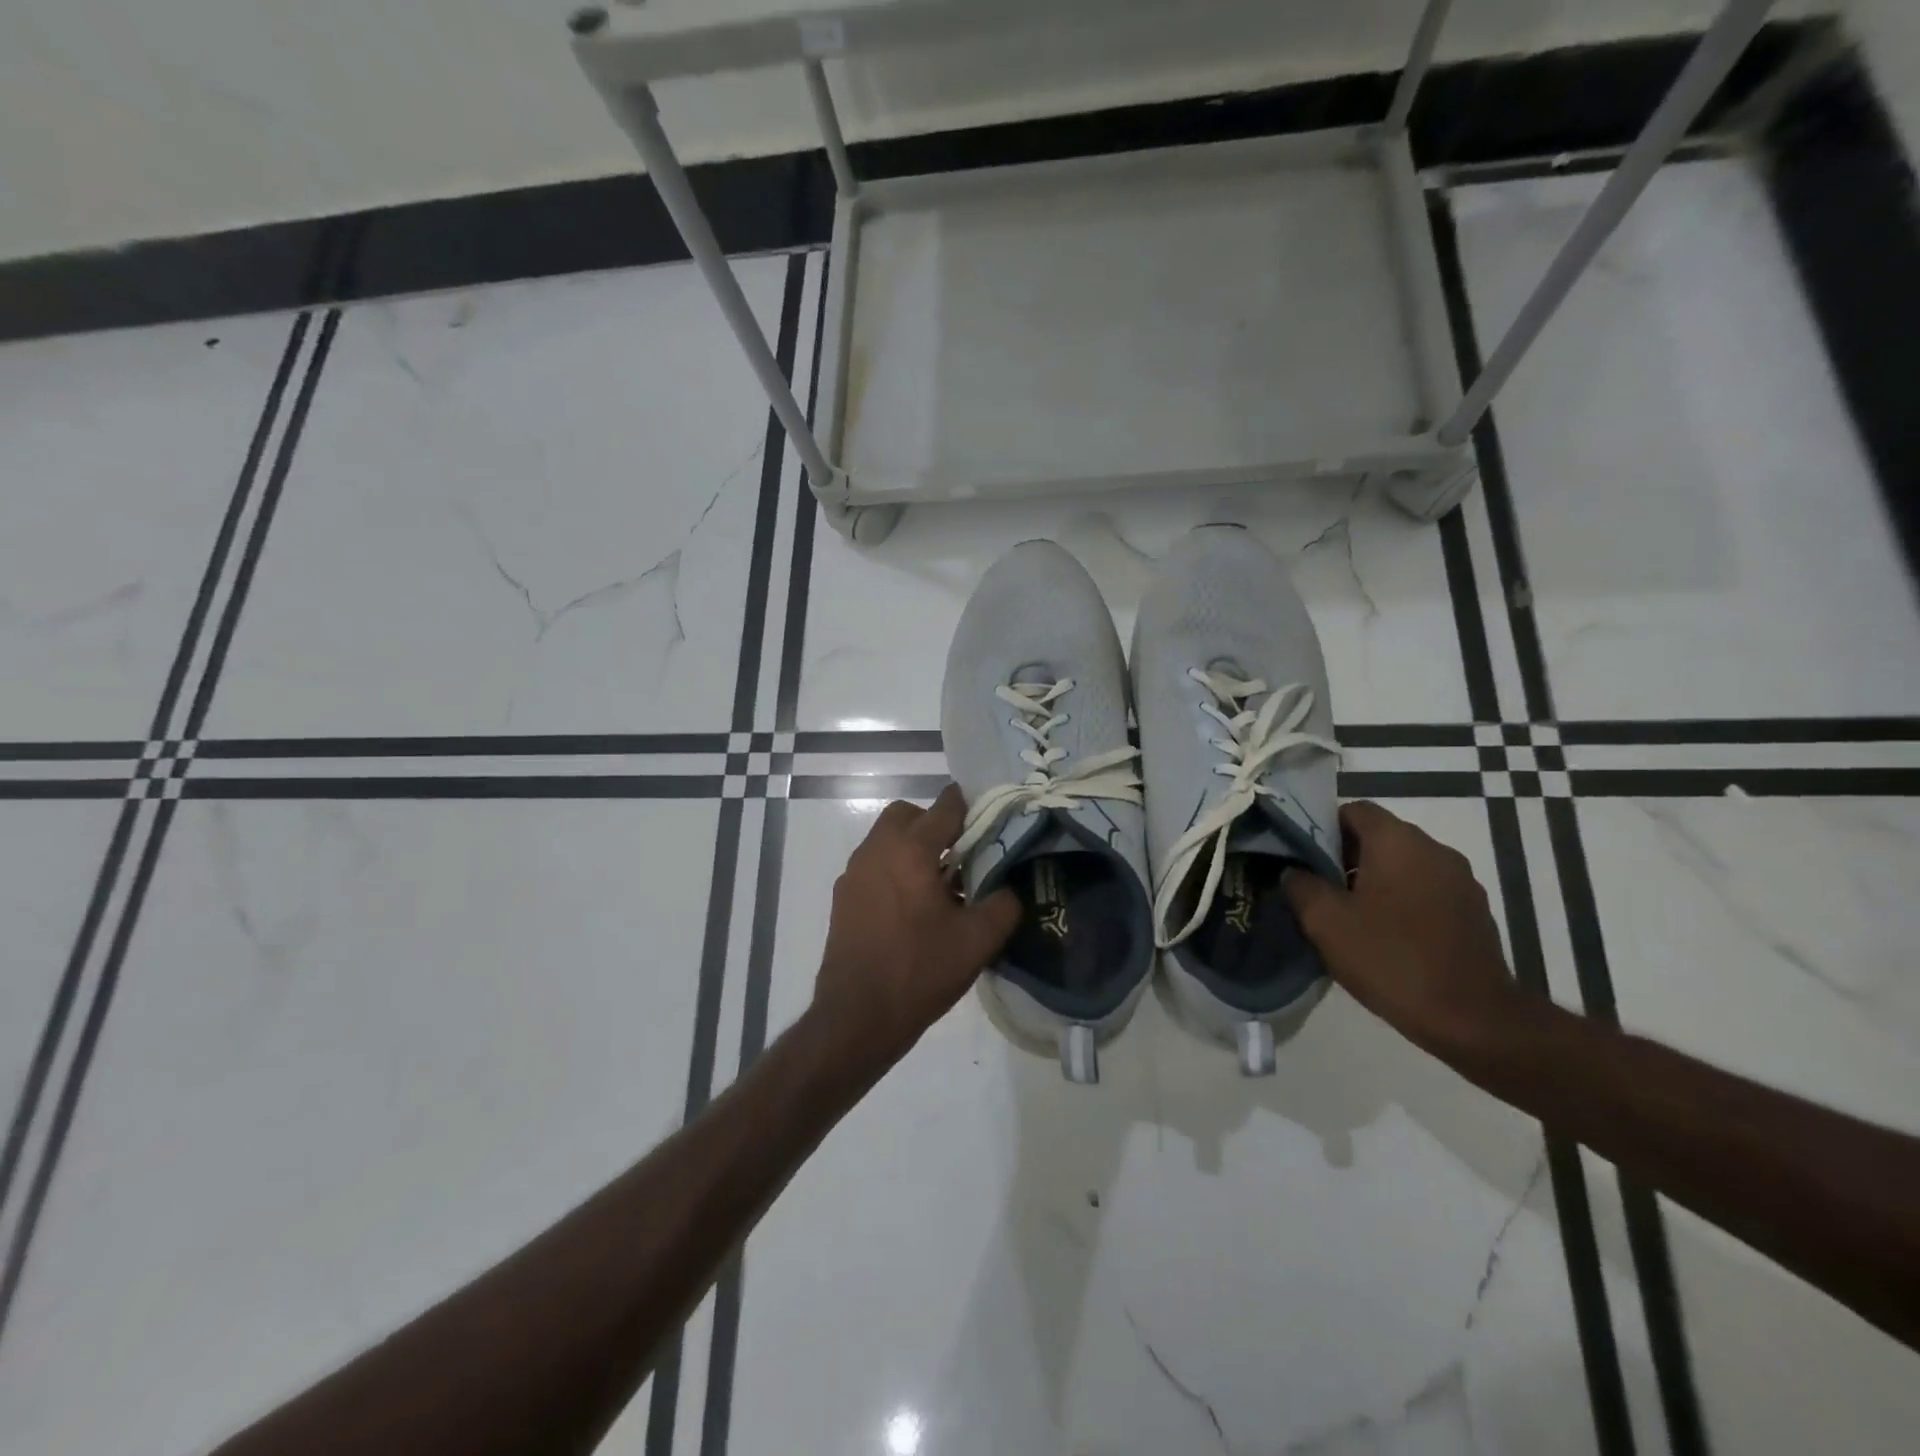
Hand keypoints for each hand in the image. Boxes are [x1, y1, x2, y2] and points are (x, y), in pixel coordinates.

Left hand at [810, 785, 1021, 1078]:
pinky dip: (894, 870)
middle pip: (907, 815)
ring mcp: (854, 873)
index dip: (969, 806)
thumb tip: (1008, 887)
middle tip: (961, 855)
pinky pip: (874, 866)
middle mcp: (876, 850)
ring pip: (887, 841)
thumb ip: (1003, 904)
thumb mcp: (978, 941)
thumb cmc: (919, 971)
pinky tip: (912, 909)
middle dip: (934, 824)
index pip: (944, 807)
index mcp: (910, 849)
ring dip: (912, 848)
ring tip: (939, 886)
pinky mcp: (843, 898)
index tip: (989, 816)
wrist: (856, 1017)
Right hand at [1283, 801, 1527, 1058]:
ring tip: (1348, 914)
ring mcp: (1460, 881)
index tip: (1300, 857)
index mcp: (1398, 841)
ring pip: (1402, 865)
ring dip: (1373, 880)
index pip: (1353, 810)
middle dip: (1344, 857)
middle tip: (1316, 888)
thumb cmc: (1391, 959)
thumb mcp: (1326, 922)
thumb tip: (1293, 871)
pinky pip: (1425, 890)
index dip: (1321, 827)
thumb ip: (1301, 886)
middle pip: (1379, 836)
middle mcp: (1434, 849)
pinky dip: (1401, 901)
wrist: (1474, 1020)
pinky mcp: (1473, 911)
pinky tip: (1384, 934)